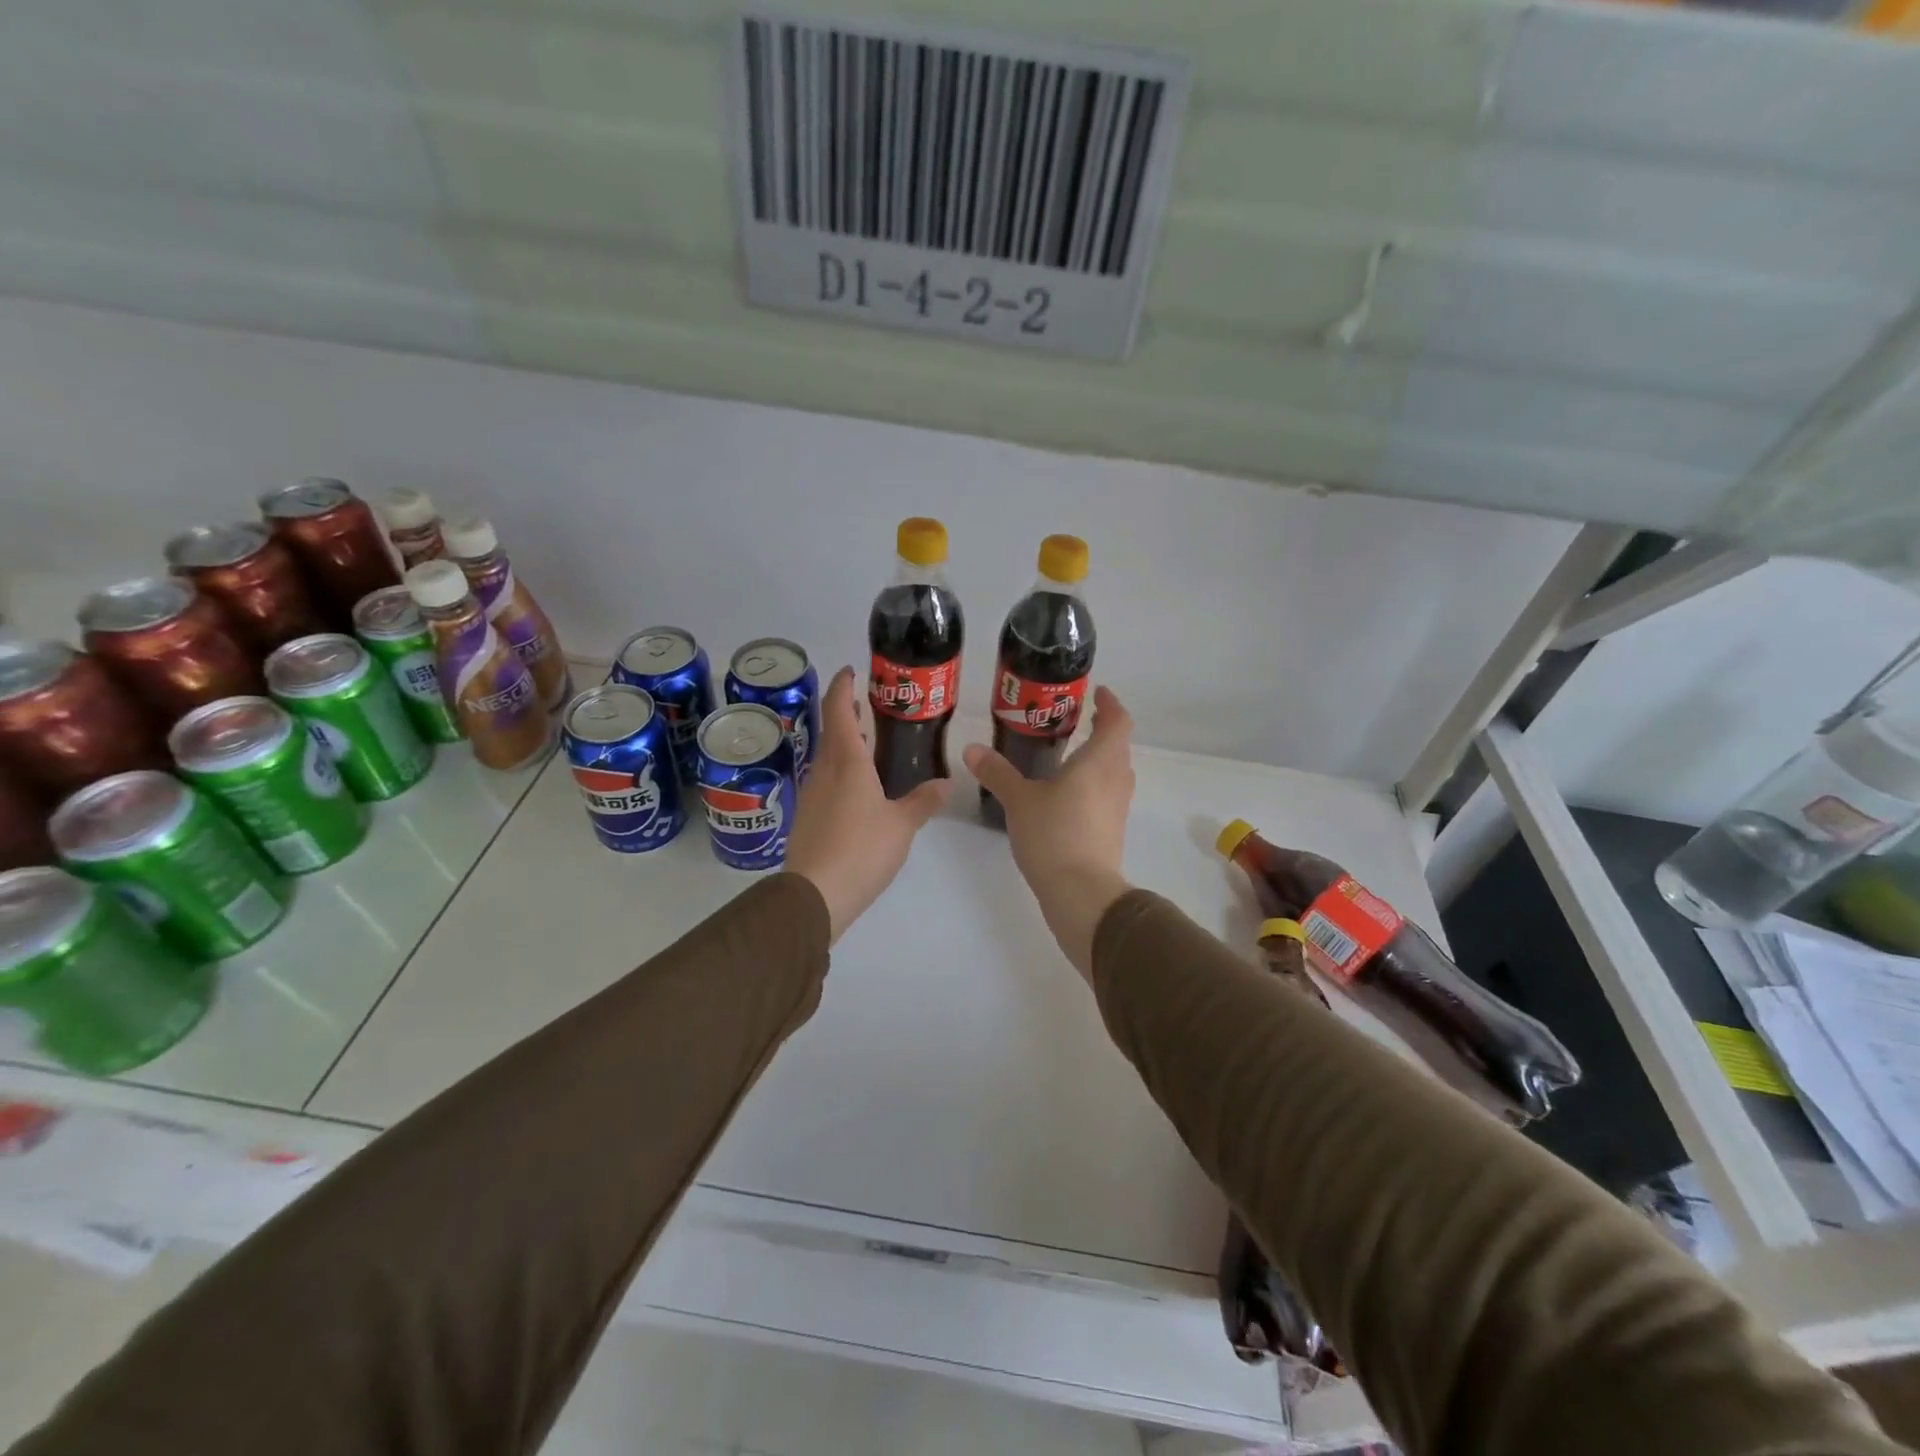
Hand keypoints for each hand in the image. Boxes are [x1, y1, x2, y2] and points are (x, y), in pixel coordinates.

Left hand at [784, 666, 950, 942]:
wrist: (814, 895)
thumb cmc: (861, 849)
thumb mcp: (901, 825)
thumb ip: (923, 801)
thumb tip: (946, 783)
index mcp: (846, 762)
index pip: (838, 710)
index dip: (843, 687)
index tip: (851, 671)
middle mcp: (824, 770)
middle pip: (831, 731)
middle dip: (847, 713)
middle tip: (870, 706)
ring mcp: (811, 794)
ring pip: (827, 756)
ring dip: (844, 743)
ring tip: (868, 742)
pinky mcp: (808, 817)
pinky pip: (825, 780)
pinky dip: (841, 770)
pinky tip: (858, 786)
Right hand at [963, 686, 1136, 979]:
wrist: (1081, 893)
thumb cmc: (1054, 835)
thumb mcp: (1019, 800)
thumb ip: (998, 773)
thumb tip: (972, 749)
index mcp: (1100, 761)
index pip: (1118, 722)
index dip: (1110, 705)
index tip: (1099, 694)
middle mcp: (1116, 779)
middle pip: (1119, 746)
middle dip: (1103, 730)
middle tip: (1078, 720)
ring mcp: (1118, 807)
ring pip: (1115, 771)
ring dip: (1100, 758)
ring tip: (1071, 754)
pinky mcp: (1113, 830)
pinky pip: (1108, 794)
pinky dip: (1094, 783)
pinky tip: (1068, 793)